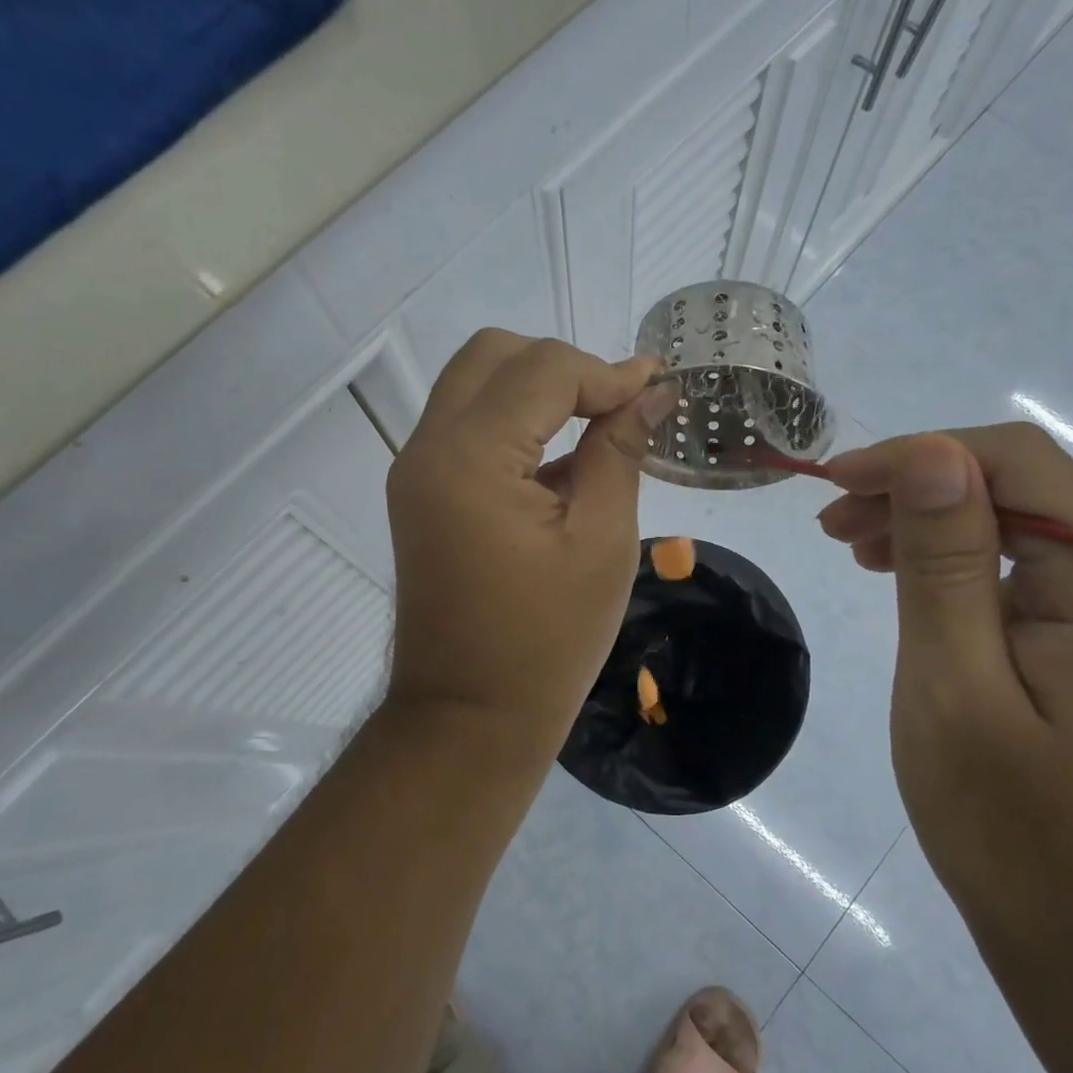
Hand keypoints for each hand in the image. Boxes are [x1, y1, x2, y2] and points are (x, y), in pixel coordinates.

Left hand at [384, 331, 675, 746]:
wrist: (470, 717)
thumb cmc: (547, 640)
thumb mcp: (601, 540)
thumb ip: (620, 451)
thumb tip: (651, 392)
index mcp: (470, 457)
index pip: (542, 369)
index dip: (606, 372)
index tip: (657, 389)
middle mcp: (428, 447)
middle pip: (494, 355)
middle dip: (563, 367)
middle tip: (617, 407)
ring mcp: (415, 469)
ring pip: (475, 383)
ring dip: (536, 389)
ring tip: (596, 426)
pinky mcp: (420, 492)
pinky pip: (467, 425)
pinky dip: (513, 421)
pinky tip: (559, 461)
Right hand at [817, 424, 1072, 960]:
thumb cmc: (1017, 833)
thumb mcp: (955, 687)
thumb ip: (943, 563)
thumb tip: (931, 452)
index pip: (1018, 464)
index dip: (918, 455)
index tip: (835, 484)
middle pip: (1024, 492)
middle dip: (920, 490)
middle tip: (833, 523)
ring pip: (1025, 535)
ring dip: (936, 527)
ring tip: (857, 549)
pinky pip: (1034, 583)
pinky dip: (964, 571)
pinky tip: (914, 590)